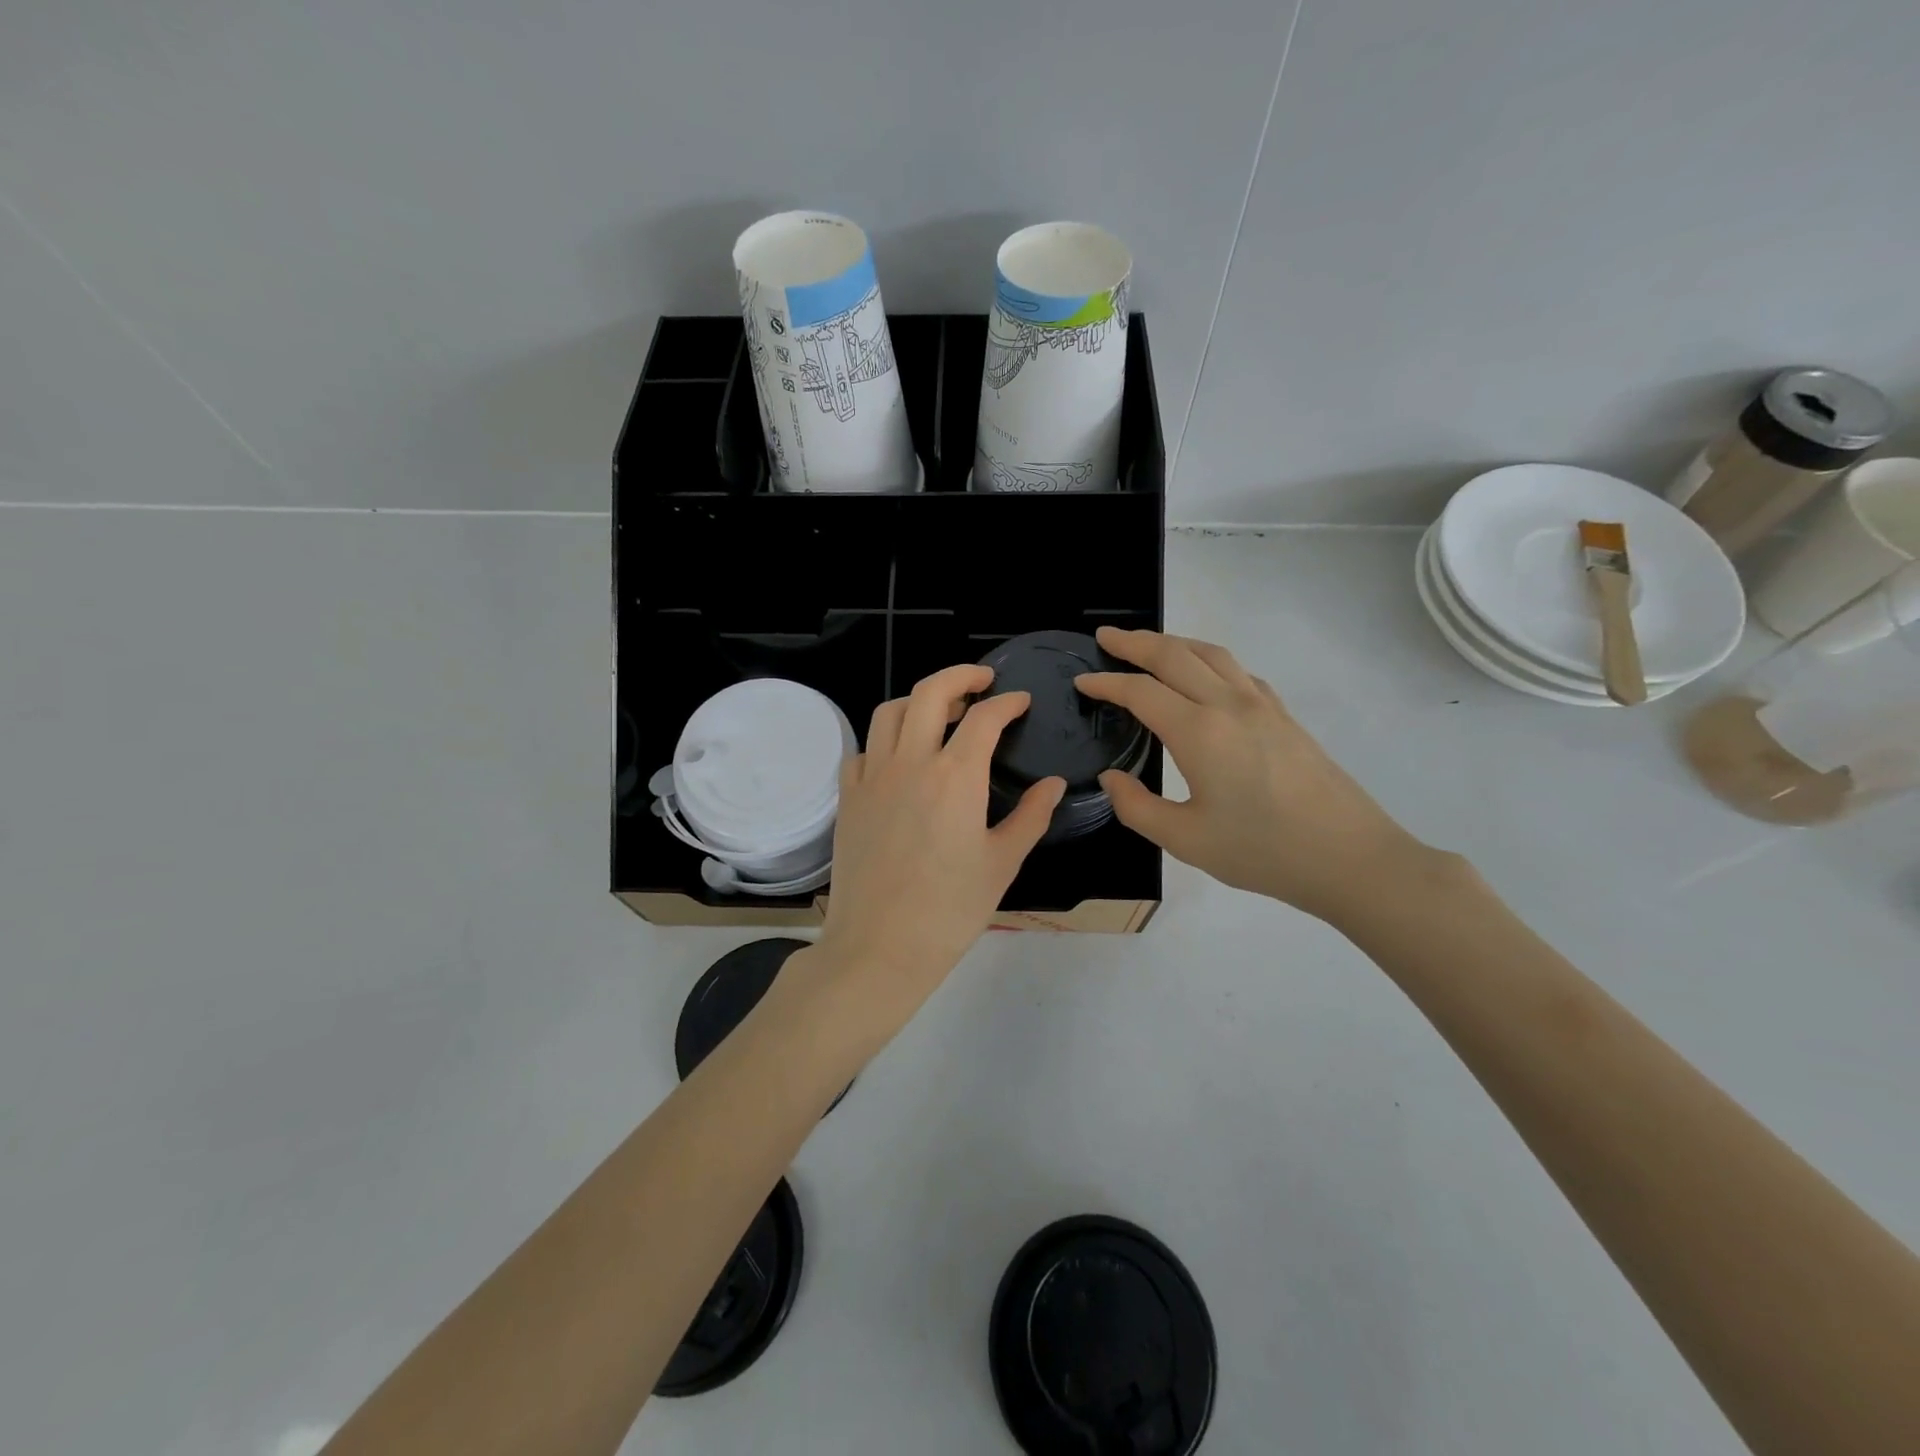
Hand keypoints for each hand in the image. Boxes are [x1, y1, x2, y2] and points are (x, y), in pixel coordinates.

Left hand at [799, 665, 1064, 1043]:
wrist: (880, 947)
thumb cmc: (950, 910)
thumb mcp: (1002, 863)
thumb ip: (1031, 816)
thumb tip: (1054, 784)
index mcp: (955, 776)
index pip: (984, 717)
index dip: (1007, 703)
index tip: (1021, 702)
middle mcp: (910, 763)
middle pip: (930, 693)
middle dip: (960, 676)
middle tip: (981, 681)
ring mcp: (872, 777)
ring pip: (889, 712)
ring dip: (918, 701)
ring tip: (940, 712)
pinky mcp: (848, 798)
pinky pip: (863, 750)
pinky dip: (885, 740)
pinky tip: (900, 759)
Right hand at [1076, 628, 1435, 923]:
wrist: (1350, 857)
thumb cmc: (1262, 852)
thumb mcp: (1185, 840)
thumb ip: (1136, 807)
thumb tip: (1113, 778)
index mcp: (1199, 732)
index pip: (1140, 692)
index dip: (1106, 683)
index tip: (1081, 681)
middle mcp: (1229, 705)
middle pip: (1175, 656)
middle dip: (1135, 642)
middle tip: (1105, 637)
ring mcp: (1262, 706)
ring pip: (1211, 654)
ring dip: (1174, 642)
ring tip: (1149, 645)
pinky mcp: (1284, 716)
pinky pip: (1238, 671)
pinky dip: (1209, 660)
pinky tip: (1204, 676)